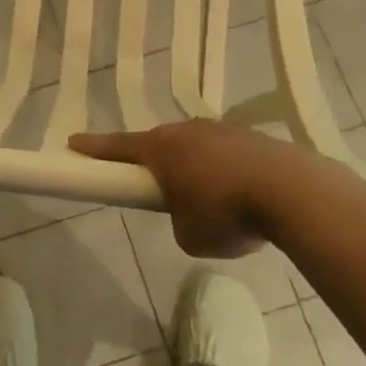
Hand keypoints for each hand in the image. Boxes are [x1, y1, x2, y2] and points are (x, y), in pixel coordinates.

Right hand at [70, 120, 313, 257]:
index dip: (94, 148)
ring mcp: (221, 130)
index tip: (73, 143)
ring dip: (194, 169)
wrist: (292, 192)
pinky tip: (243, 197)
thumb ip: (177, 221)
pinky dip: (225, 173)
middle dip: (154, 163)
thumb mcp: (189, 236)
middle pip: (159, 144)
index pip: (117, 147)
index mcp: (161, 148)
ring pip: (195, 148)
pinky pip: (226, 154)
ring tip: (211, 202)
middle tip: (155, 187)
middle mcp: (186, 130)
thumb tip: (190, 213)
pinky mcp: (252, 137)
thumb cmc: (226, 213)